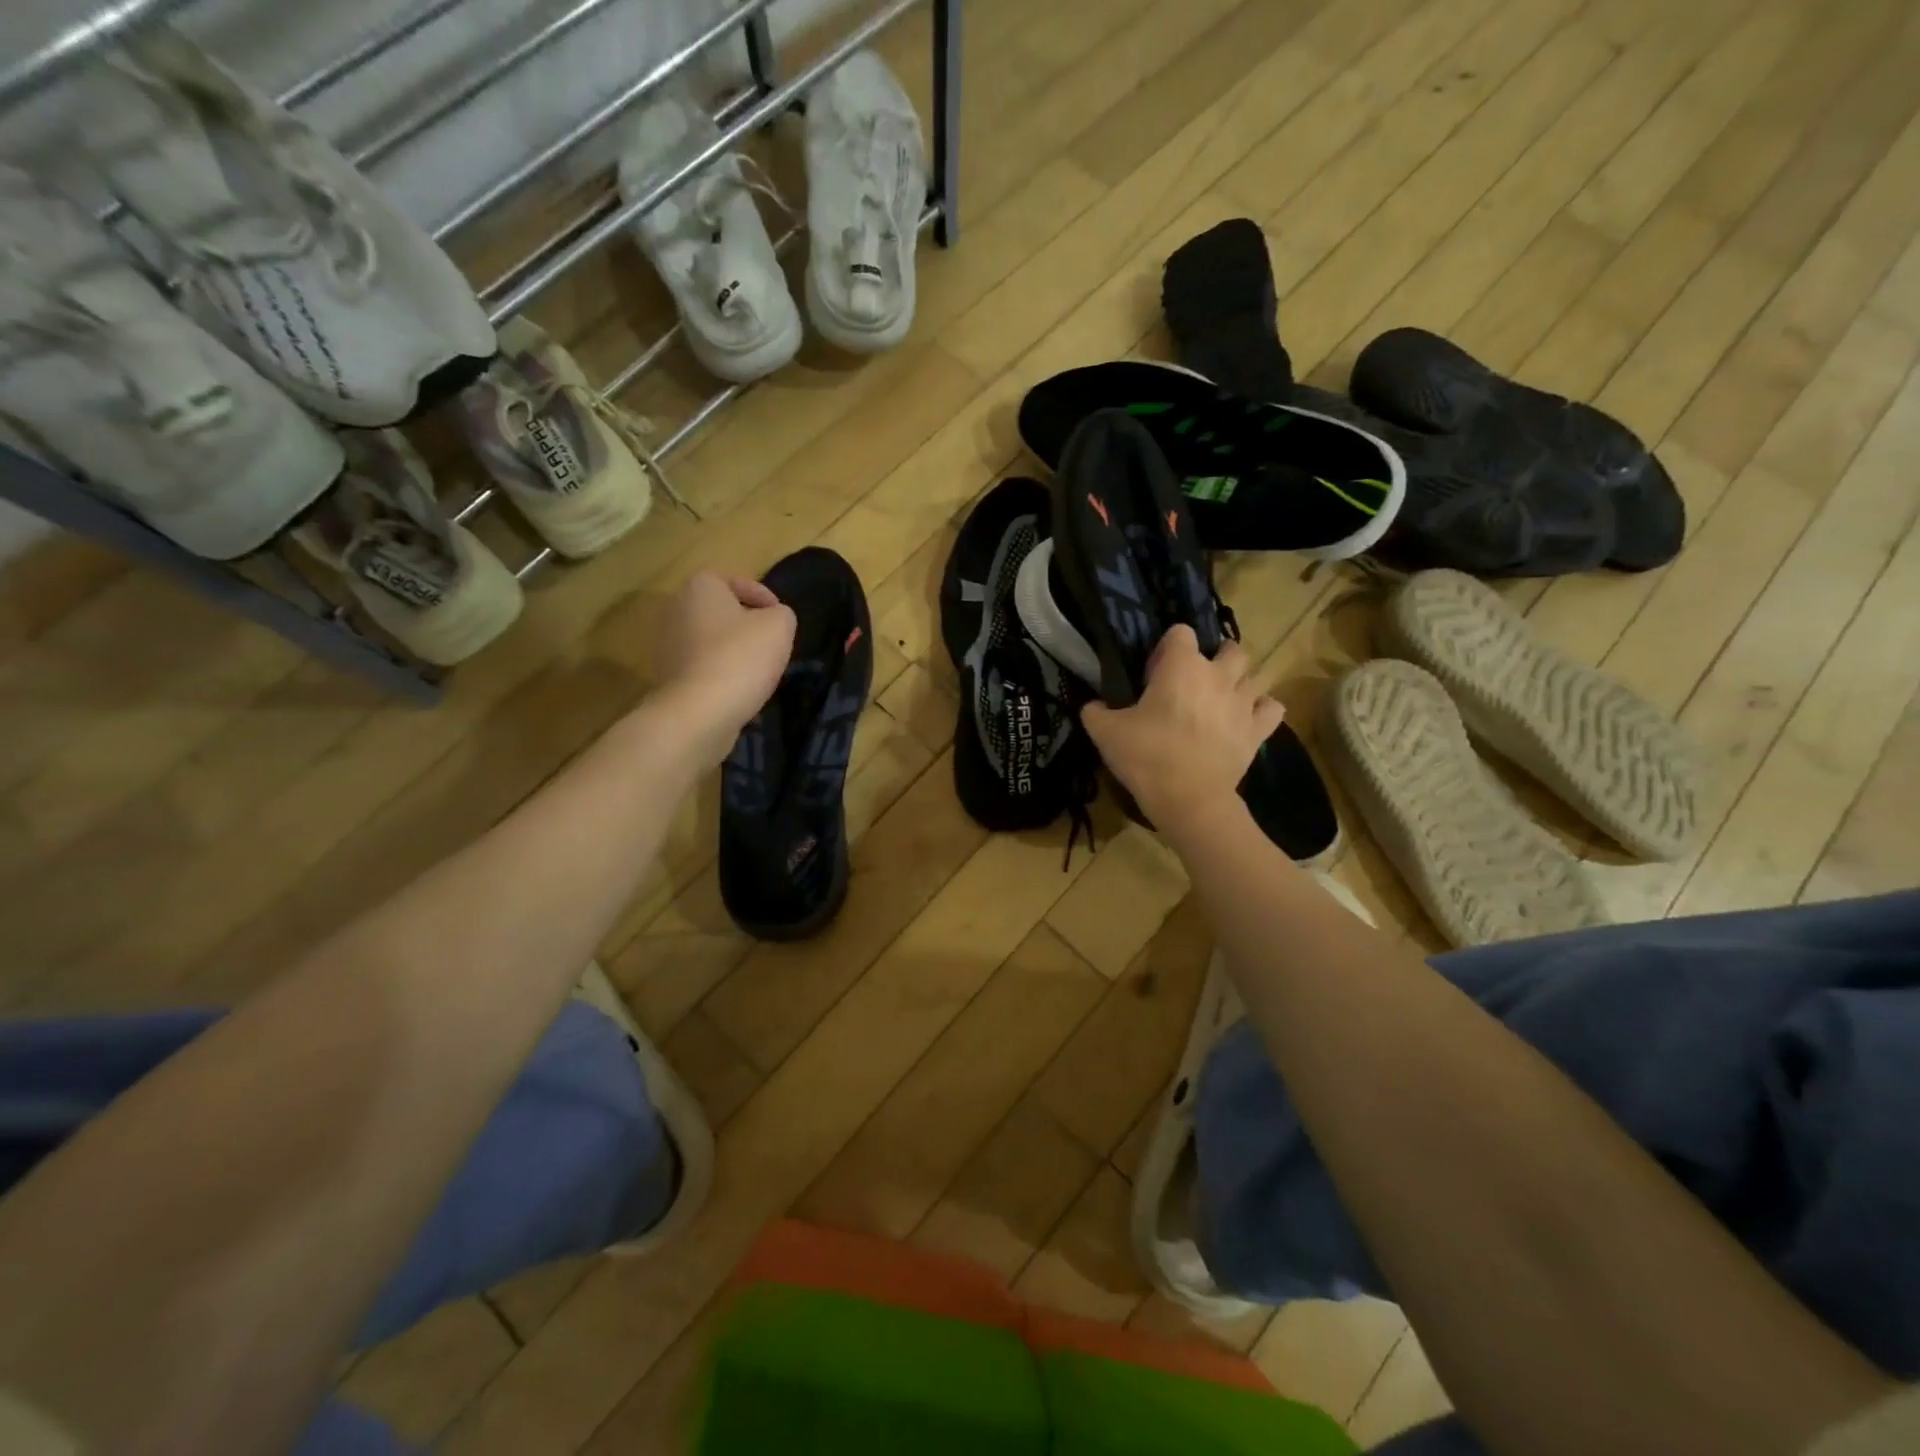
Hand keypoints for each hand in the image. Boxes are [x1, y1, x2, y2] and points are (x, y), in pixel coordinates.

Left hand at [650, 572, 795, 764]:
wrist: (699, 712)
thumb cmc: (741, 657)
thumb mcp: (780, 626)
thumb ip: (782, 614)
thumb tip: (774, 619)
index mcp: (700, 586)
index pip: (736, 581)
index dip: (764, 597)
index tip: (781, 618)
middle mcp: (675, 608)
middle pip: (720, 610)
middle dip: (745, 624)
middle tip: (770, 642)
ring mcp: (666, 643)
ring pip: (709, 639)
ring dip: (731, 649)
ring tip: (757, 669)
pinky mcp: (666, 674)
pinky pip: (700, 665)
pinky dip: (718, 671)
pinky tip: (737, 688)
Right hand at [1081, 625, 1283, 836]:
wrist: (1189, 799)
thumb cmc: (1146, 757)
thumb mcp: (1105, 733)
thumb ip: (1095, 712)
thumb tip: (1092, 706)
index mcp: (1182, 666)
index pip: (1180, 632)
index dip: (1167, 648)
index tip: (1154, 673)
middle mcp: (1218, 675)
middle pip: (1229, 648)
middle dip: (1215, 657)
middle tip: (1195, 681)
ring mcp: (1244, 701)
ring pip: (1254, 675)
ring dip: (1239, 682)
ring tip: (1221, 700)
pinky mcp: (1259, 729)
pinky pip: (1272, 707)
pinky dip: (1262, 709)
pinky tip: (1247, 718)